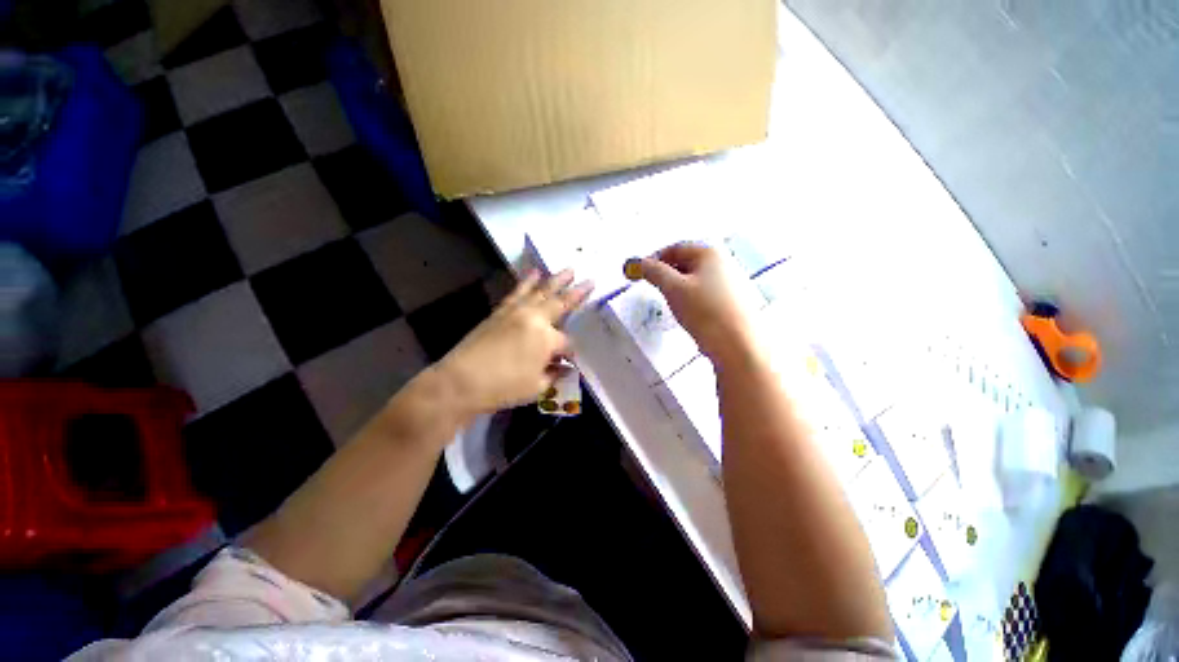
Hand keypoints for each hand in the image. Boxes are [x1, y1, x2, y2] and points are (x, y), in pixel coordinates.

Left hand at [437, 270, 591, 417]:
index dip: (570, 352)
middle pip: (561, 303)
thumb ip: (554, 374)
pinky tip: (534, 273)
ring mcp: (517, 311)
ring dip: (556, 280)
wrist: (461, 381)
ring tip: (568, 269)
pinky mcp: (501, 310)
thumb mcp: (536, 387)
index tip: (568, 361)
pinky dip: (527, 281)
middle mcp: (535, 319)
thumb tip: (565, 368)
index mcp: (547, 339)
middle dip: (577, 293)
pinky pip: (518, 291)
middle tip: (590, 280)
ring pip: (541, 291)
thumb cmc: (503, 387)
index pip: (567, 342)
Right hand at [640, 243, 756, 360]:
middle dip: (666, 274)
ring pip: (694, 279)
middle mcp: (723, 262)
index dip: (655, 259)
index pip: (675, 248)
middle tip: (654, 288)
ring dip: (678, 288)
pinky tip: (689, 313)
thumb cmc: (705, 311)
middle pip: (686, 262)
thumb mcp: (673, 288)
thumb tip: (642, 263)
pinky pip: (704, 293)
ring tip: (672, 303)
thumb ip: (654, 272)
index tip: (641, 273)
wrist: (738, 345)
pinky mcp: (731, 301)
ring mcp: (730, 282)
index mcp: (710, 253)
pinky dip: (691, 298)